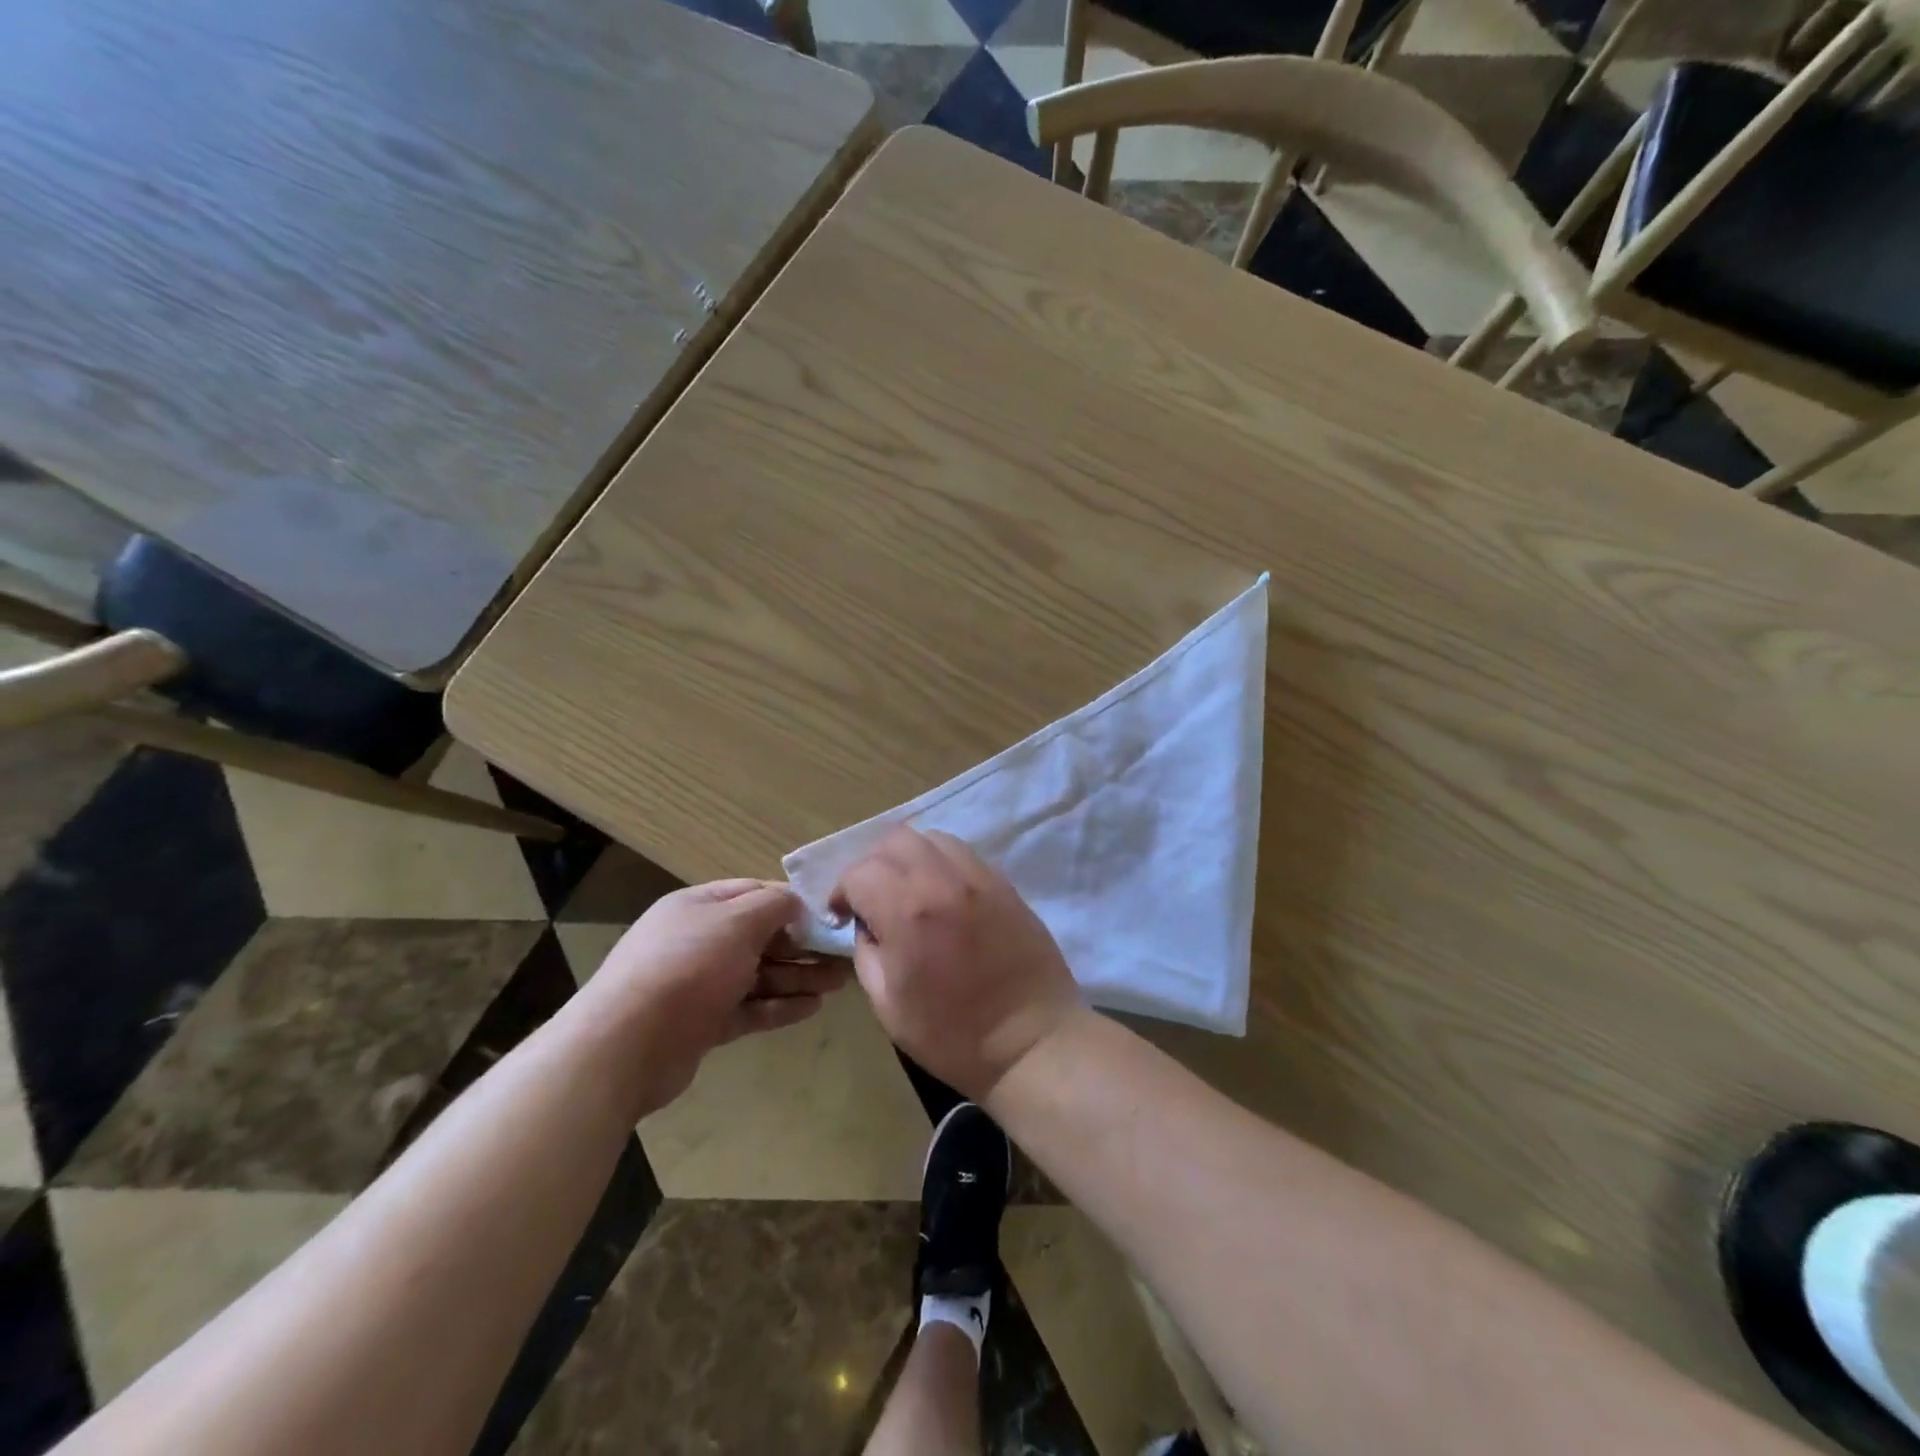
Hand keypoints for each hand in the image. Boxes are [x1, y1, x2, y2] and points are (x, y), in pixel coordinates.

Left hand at [590, 879, 849, 1107]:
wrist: (625, 1046)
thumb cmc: (687, 967)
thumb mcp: (736, 922)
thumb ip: (773, 906)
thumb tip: (797, 901)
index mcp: (700, 907)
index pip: (754, 893)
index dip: (792, 902)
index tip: (829, 914)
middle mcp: (699, 940)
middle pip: (761, 937)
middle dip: (803, 944)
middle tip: (844, 954)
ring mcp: (700, 985)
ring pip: (759, 975)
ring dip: (799, 977)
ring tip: (839, 983)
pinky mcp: (703, 1024)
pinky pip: (750, 1008)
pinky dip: (779, 1006)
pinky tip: (812, 1007)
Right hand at [833, 828, 1081, 1099]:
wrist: (1031, 1041)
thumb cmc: (953, 1034)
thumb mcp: (887, 1005)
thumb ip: (867, 952)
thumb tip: (867, 925)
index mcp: (907, 911)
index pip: (860, 872)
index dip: (842, 892)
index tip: (843, 915)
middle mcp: (942, 881)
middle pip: (895, 840)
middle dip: (873, 864)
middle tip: (872, 898)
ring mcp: (979, 877)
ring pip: (932, 838)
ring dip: (910, 857)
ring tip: (909, 891)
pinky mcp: (1004, 883)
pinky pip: (963, 854)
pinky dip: (942, 863)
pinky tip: (942, 895)